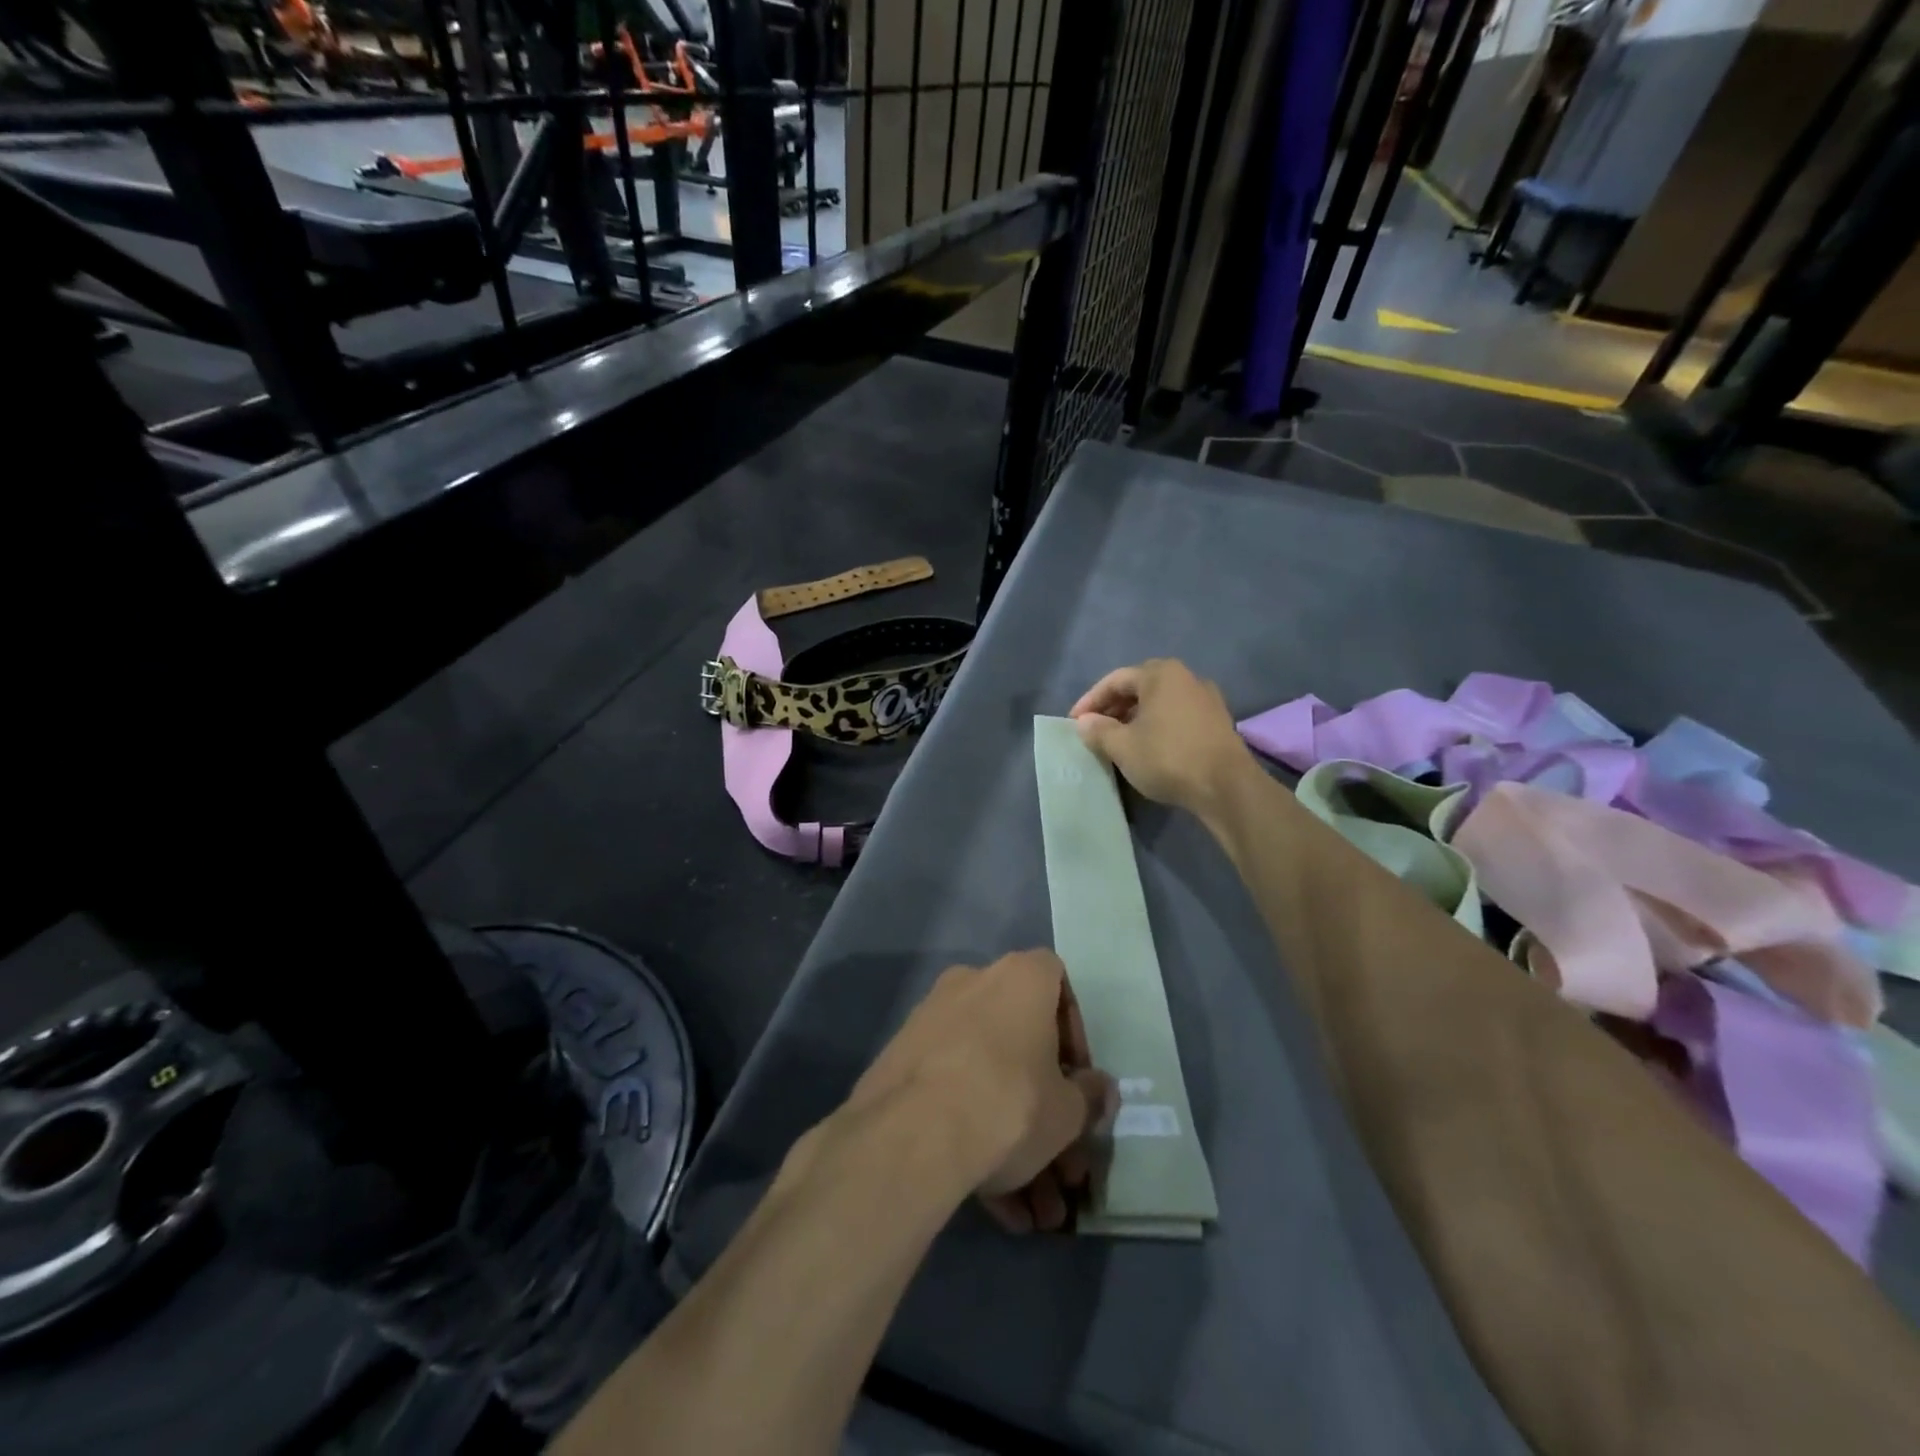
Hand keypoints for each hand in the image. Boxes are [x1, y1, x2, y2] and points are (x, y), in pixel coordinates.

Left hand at [848, 950, 1116, 1233]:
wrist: (912, 1134)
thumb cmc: (1009, 1103)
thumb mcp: (1067, 1112)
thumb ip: (1088, 1096)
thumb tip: (1098, 1090)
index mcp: (1018, 978)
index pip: (1057, 981)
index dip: (1074, 1031)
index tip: (1078, 1079)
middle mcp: (972, 985)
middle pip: (1020, 1044)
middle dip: (1046, 1112)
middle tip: (1064, 1171)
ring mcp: (932, 1023)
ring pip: (986, 1079)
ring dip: (1015, 1143)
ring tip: (1035, 1213)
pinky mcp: (902, 1063)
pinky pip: (951, 1095)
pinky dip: (974, 1140)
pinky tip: (998, 1208)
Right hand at [1071, 659, 1252, 818]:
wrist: (1226, 787)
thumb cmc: (1168, 758)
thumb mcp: (1123, 746)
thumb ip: (1099, 730)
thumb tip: (1085, 722)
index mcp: (1160, 674)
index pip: (1114, 680)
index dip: (1090, 701)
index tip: (1074, 722)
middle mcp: (1186, 677)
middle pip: (1139, 687)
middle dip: (1113, 707)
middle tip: (1094, 729)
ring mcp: (1206, 698)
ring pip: (1159, 701)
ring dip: (1135, 717)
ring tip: (1118, 739)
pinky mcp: (1217, 721)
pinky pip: (1177, 715)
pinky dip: (1157, 725)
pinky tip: (1148, 746)